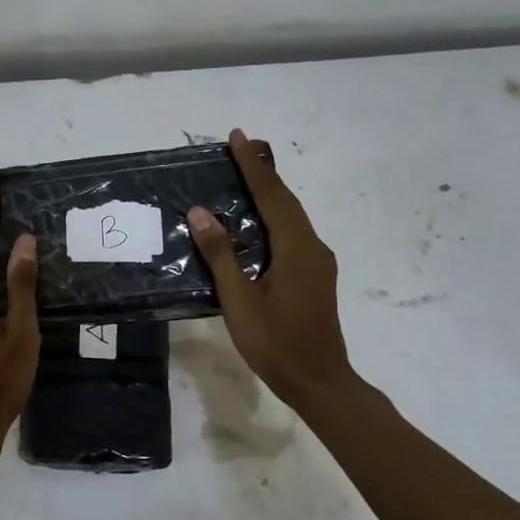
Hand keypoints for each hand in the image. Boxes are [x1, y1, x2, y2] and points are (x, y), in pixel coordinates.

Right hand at [188, 129, 355, 413]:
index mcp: (297, 248)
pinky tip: (256, 222)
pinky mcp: (314, 276)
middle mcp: (313, 247)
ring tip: (243, 176)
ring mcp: (317, 262)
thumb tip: (200, 212)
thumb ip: (221, 254)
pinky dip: (273, 216)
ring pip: (291, 217)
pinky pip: (292, 233)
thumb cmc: (276, 343)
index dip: (253, 165)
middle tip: (239, 147)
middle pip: (286, 201)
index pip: (272, 195)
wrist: (319, 382)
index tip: (238, 136)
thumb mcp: (240, 300)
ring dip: (269, 193)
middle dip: (262, 172)